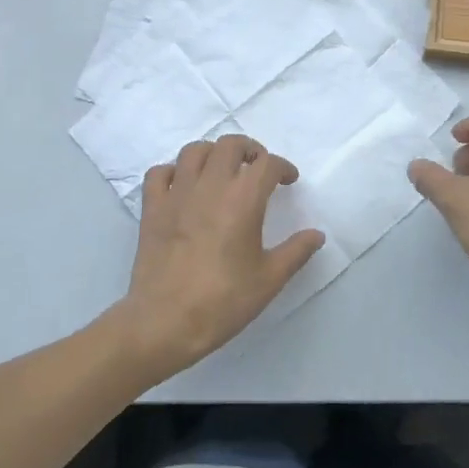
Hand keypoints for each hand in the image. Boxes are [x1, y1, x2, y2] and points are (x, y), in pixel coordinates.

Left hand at [111, 135, 324, 377]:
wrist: (164, 322)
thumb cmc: (223, 301)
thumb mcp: (269, 279)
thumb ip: (296, 251)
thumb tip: (317, 235)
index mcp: (242, 199)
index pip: (267, 164)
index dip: (283, 167)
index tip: (288, 181)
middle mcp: (209, 186)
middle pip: (230, 145)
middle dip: (249, 150)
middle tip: (257, 168)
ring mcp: (176, 194)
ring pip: (194, 151)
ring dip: (213, 153)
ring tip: (222, 171)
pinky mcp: (152, 208)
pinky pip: (159, 173)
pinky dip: (173, 172)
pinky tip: (183, 186)